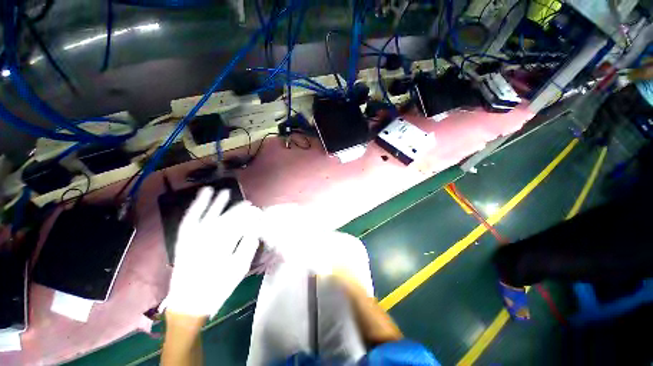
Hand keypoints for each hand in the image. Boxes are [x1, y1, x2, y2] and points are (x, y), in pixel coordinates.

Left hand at [162, 188, 262, 317]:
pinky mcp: (183, 240)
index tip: (258, 212)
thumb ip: (247, 247)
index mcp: (222, 247)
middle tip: (249, 204)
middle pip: (226, 219)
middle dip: (239, 210)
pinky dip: (197, 206)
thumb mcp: (238, 270)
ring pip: (207, 215)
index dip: (250, 216)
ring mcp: (192, 238)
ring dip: (216, 203)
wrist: (189, 304)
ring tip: (225, 192)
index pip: (239, 224)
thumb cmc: (217, 288)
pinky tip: (203, 196)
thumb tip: (256, 229)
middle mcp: (205, 239)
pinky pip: (190, 219)